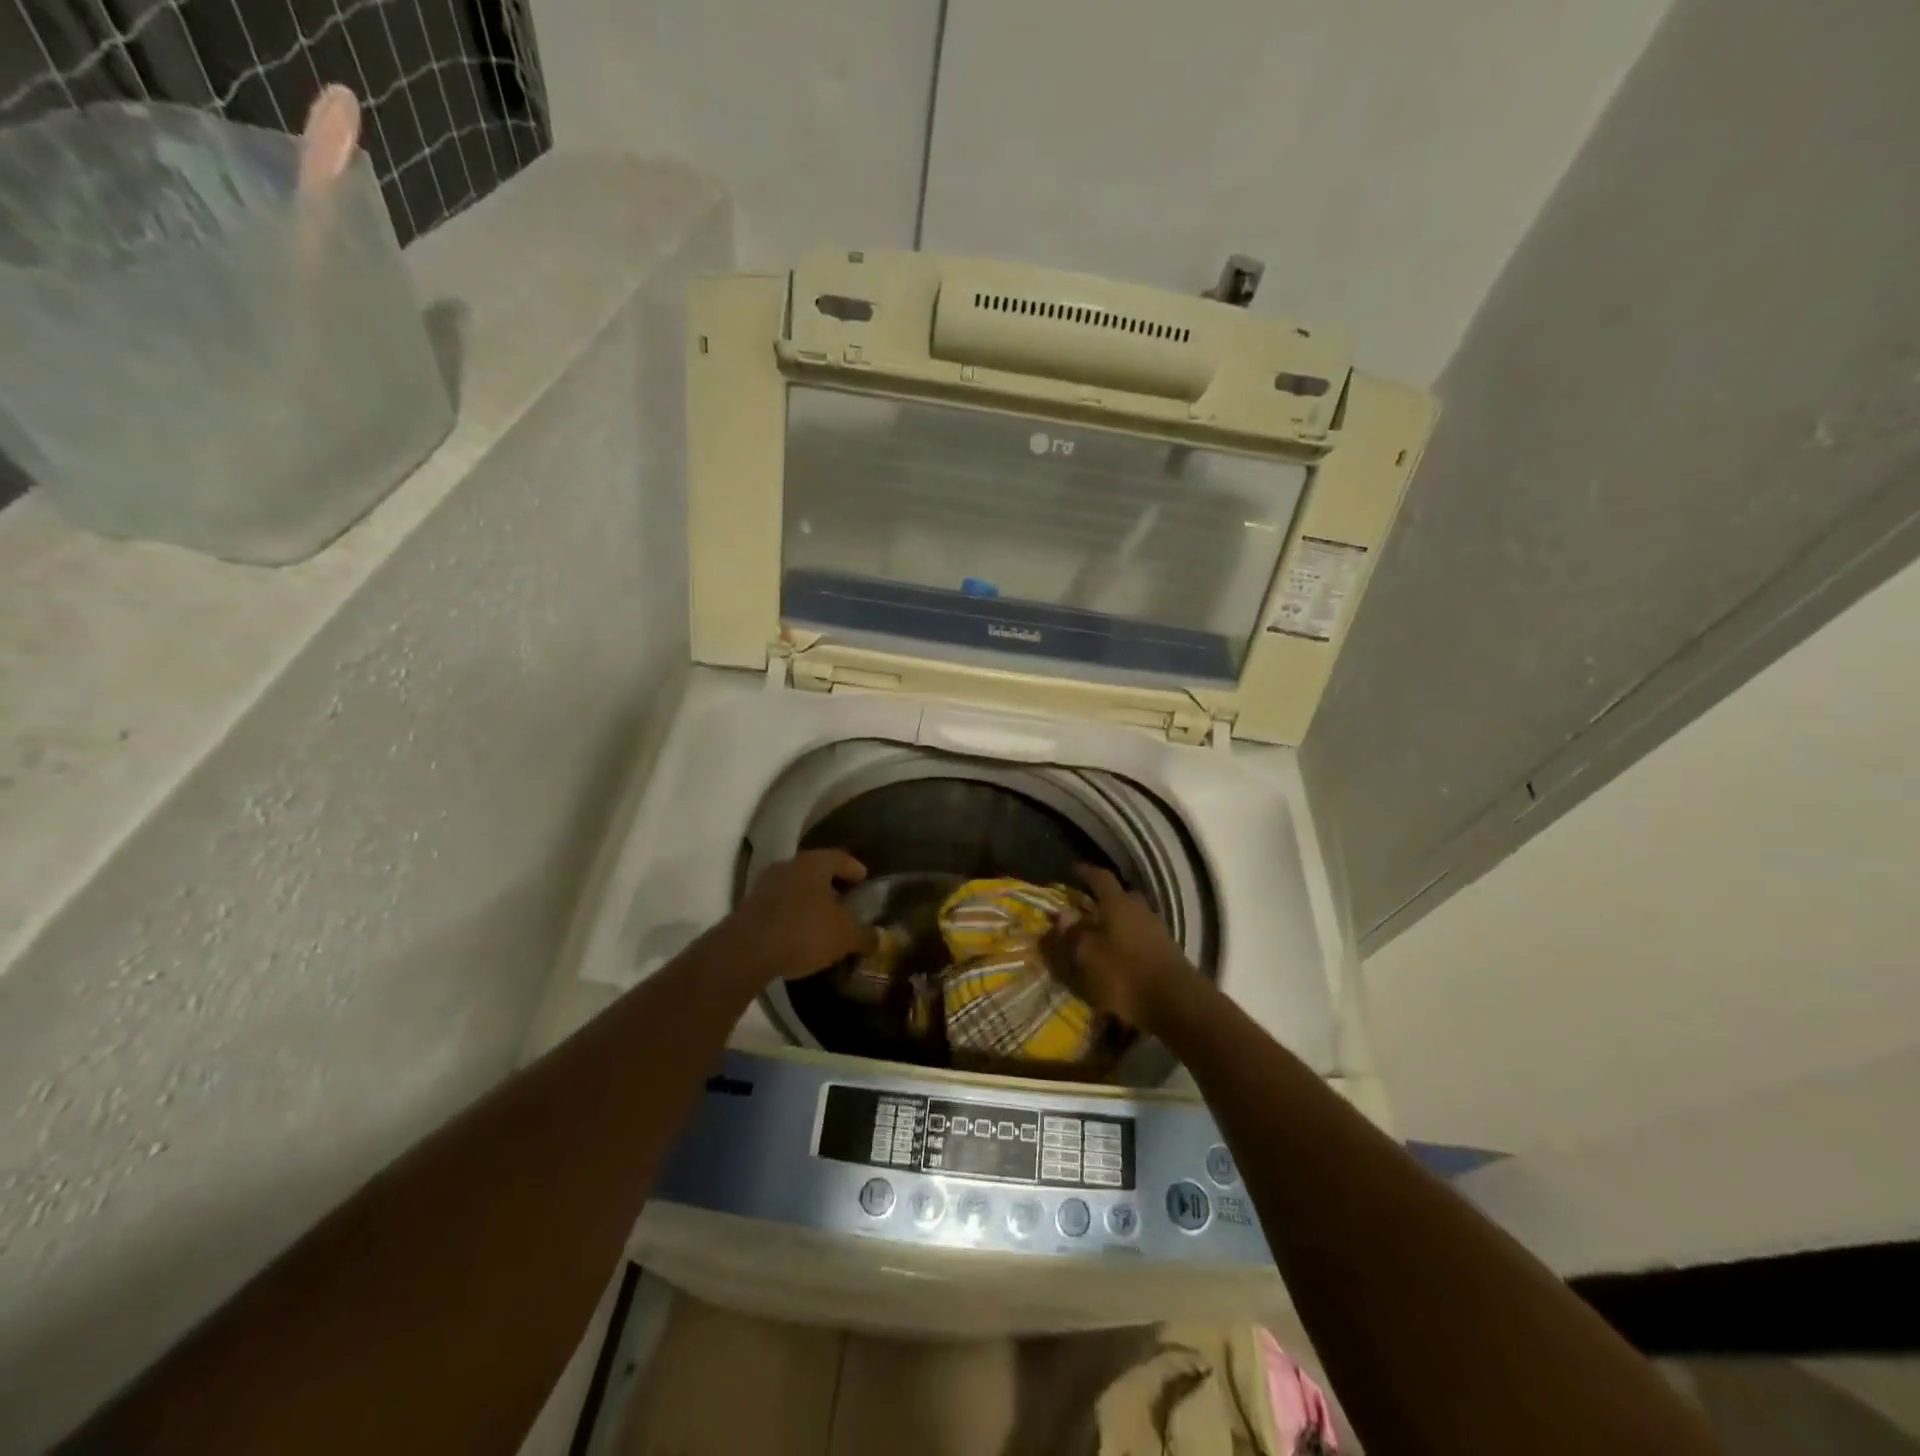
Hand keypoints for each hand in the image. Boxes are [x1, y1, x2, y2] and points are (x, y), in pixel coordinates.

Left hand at [723, 850, 876, 984]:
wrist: (746, 951)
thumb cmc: (803, 932)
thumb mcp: (844, 937)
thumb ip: (865, 935)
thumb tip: (880, 937)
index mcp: (814, 863)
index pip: (840, 858)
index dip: (854, 868)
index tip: (864, 879)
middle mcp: (789, 866)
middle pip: (816, 871)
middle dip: (831, 885)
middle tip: (846, 901)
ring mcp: (765, 885)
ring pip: (796, 887)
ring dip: (810, 900)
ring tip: (823, 919)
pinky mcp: (749, 907)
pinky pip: (779, 905)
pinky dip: (792, 914)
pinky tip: (800, 933)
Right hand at [1045, 864, 1197, 1032]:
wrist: (1176, 1004)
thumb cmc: (1124, 974)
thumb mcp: (1087, 956)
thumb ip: (1072, 934)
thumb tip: (1062, 915)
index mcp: (1118, 903)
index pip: (1100, 877)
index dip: (1085, 872)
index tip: (1072, 871)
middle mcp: (1139, 909)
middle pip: (1119, 897)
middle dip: (1101, 900)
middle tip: (1084, 909)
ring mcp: (1156, 930)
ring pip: (1131, 918)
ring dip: (1114, 924)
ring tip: (1098, 938)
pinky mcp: (1166, 951)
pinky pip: (1140, 937)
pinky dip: (1125, 942)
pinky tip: (1116, 958)